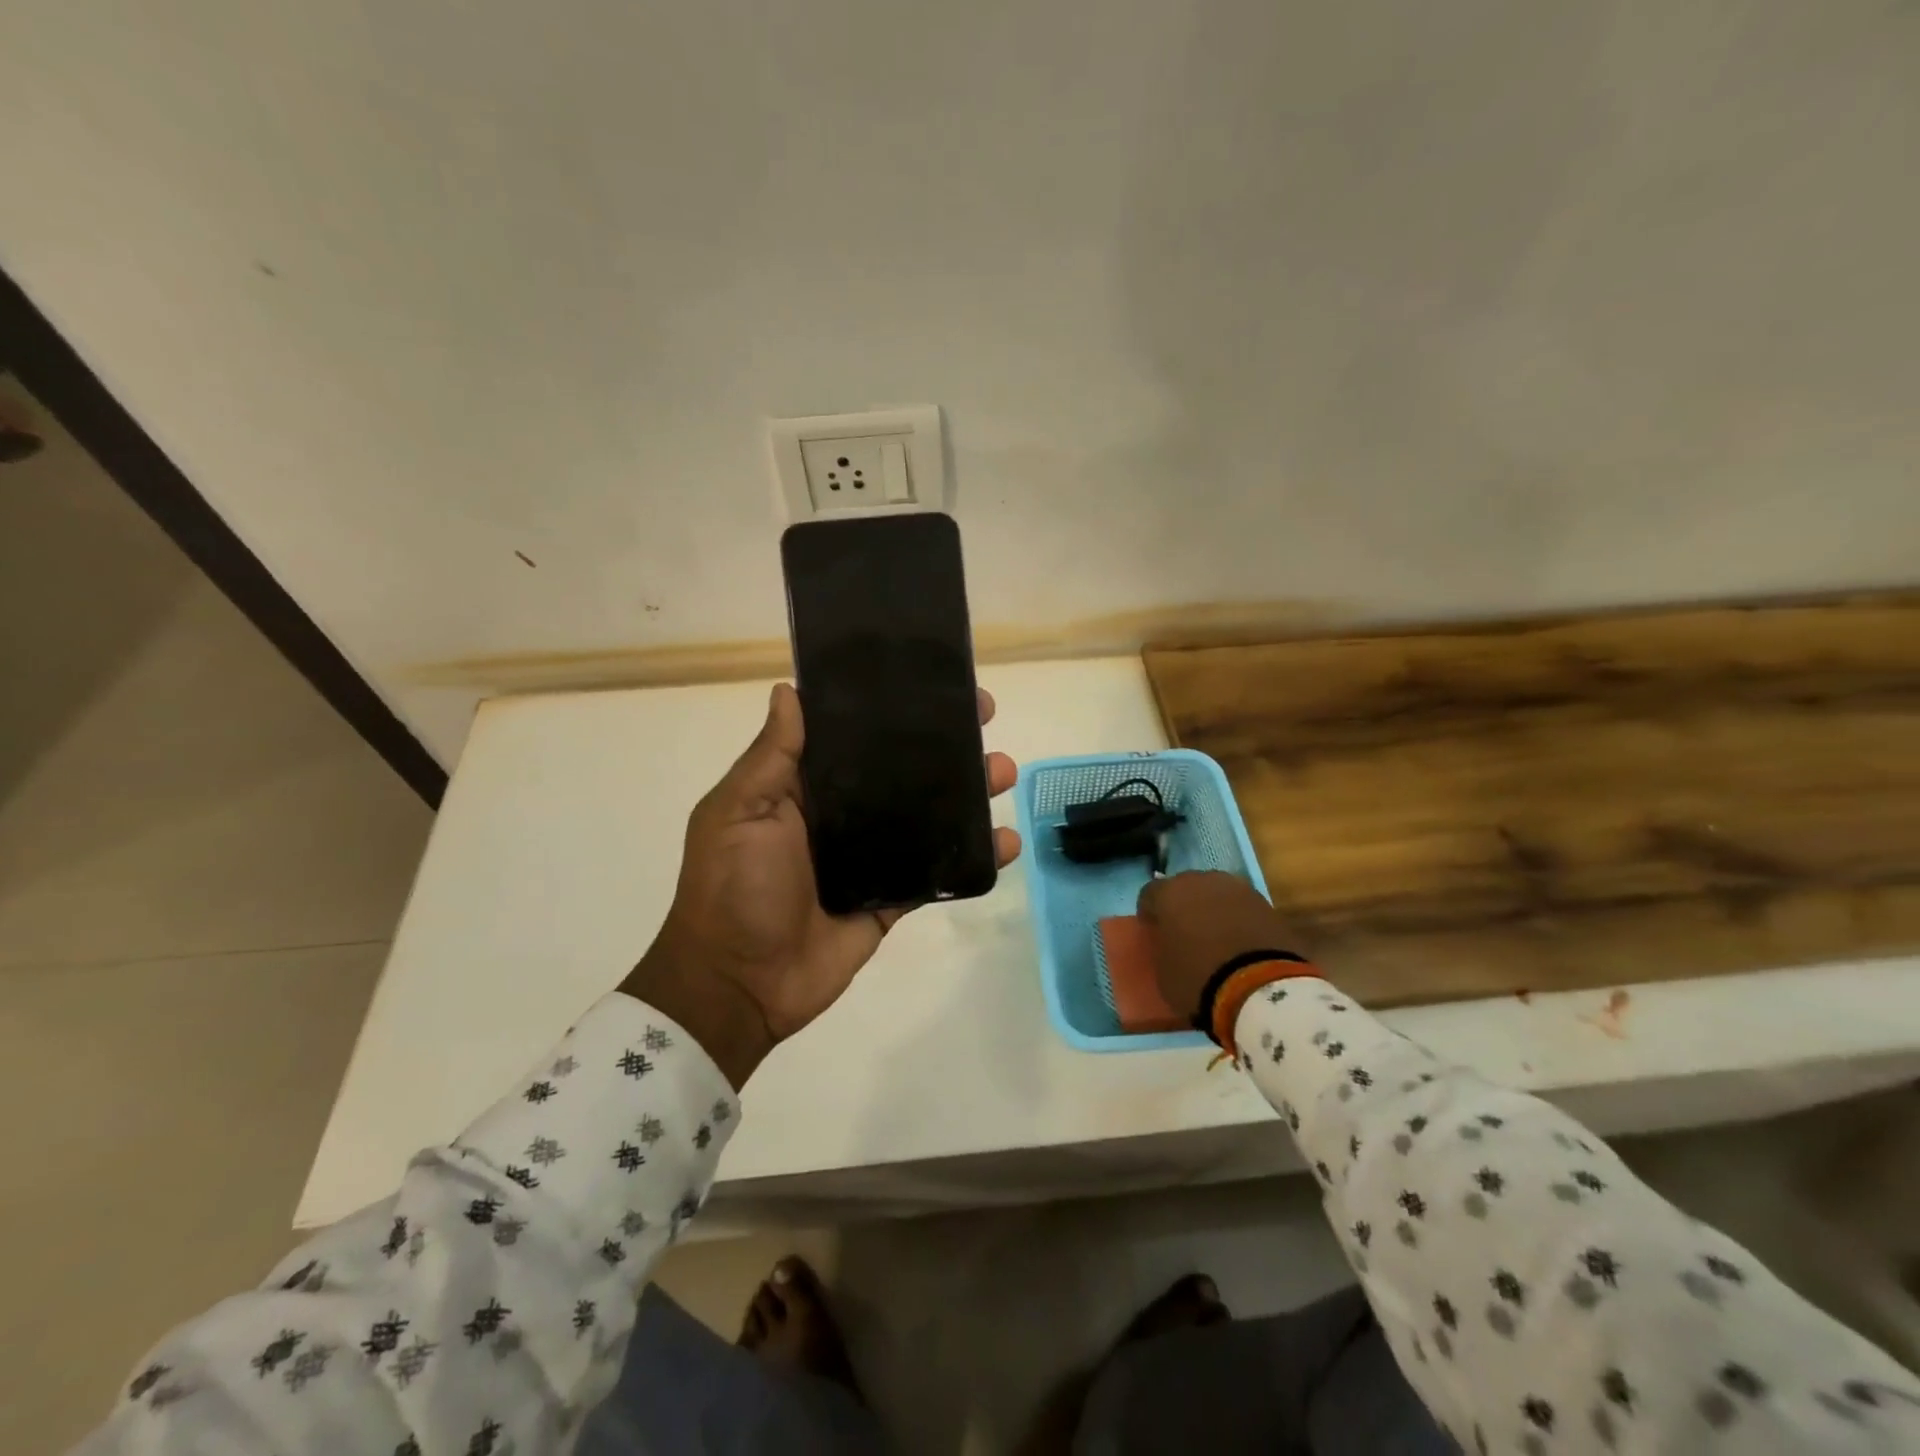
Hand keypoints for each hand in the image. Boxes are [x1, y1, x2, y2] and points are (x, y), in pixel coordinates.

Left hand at [621, 683, 1020, 1086]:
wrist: (739, 985)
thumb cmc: (732, 887)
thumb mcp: (739, 812)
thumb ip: (772, 756)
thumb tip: (788, 690)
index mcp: (803, 787)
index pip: (853, 736)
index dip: (889, 708)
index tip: (929, 681)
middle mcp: (841, 814)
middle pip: (901, 769)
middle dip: (943, 743)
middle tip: (984, 715)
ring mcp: (871, 856)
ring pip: (927, 815)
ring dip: (968, 792)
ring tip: (1003, 770)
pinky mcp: (892, 898)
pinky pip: (937, 871)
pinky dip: (973, 856)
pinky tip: (1006, 841)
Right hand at [1137, 871, 1306, 1019]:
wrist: (1260, 986)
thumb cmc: (1198, 978)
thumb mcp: (1163, 970)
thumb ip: (1162, 947)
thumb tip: (1169, 943)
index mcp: (1168, 893)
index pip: (1149, 894)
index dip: (1149, 914)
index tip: (1153, 933)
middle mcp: (1201, 881)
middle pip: (1185, 888)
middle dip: (1183, 906)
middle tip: (1185, 933)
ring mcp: (1237, 888)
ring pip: (1216, 894)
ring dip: (1213, 910)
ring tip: (1217, 938)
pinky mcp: (1266, 903)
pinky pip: (1242, 908)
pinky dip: (1238, 920)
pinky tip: (1241, 943)